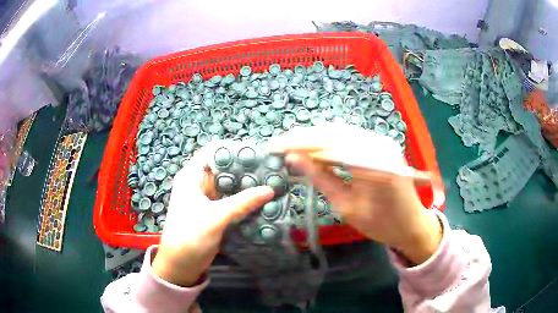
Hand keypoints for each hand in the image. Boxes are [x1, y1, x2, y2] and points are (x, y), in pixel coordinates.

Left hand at [152, 145, 273, 286]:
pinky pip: (231, 201)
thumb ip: (242, 202)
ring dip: (246, 185)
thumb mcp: (215, 217)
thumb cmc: (190, 236)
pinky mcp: (214, 212)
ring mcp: (207, 199)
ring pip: (229, 186)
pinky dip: (244, 200)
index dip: (234, 148)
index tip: (258, 151)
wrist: (180, 264)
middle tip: (271, 168)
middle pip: (223, 168)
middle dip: (245, 168)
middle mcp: (199, 184)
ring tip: (271, 181)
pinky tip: (262, 199)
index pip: (213, 152)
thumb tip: (270, 189)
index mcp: (192, 176)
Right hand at [267, 124, 441, 264]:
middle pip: (334, 132)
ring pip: (342, 131)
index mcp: (373, 164)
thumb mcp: (347, 207)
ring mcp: (383, 141)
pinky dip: (331, 140)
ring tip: (293, 145)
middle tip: (281, 145)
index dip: (299, 144)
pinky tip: (316, 146)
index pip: (328, 145)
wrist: (412, 224)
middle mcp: (379, 144)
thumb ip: (321, 179)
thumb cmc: (382, 224)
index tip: (276, 147)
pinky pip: (351, 137)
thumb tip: (293, 158)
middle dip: (305, 138)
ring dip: (316, 137)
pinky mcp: (382, 144)